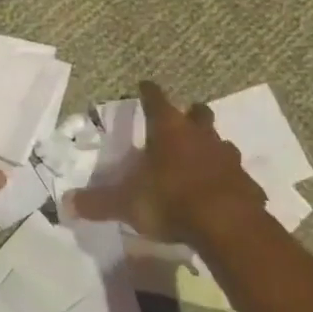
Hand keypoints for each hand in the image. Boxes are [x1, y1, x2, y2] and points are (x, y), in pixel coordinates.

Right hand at [69, 80, 266, 244]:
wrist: (228, 226)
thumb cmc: (171, 201)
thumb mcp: (127, 204)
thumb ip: (98, 202)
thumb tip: (65, 203)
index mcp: (168, 130)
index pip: (156, 99)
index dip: (149, 91)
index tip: (145, 85)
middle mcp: (200, 135)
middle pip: (198, 113)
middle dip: (190, 114)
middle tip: (182, 121)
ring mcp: (227, 157)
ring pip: (220, 142)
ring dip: (211, 147)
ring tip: (202, 160)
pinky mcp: (247, 182)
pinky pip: (237, 176)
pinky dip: (229, 180)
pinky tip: (223, 193)